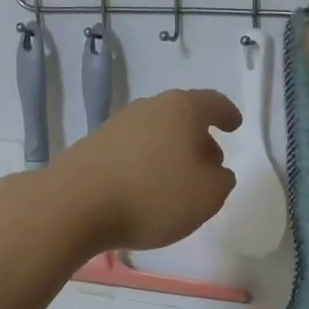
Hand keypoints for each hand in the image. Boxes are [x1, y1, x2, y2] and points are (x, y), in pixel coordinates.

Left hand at [50, 89, 240, 251]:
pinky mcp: (93, 146)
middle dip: (199, 137)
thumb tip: (216, 171)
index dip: (227, 114)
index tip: (234, 125)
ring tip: (178, 181)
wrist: (74, 205)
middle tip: (210, 162)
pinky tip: (145, 188)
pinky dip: (146, 163)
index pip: (213, 103)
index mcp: (182, 109)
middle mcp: (148, 107)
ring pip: (155, 133)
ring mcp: (117, 125)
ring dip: (170, 152)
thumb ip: (222, 181)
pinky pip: (132, 150)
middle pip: (181, 116)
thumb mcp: (207, 196)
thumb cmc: (153, 195)